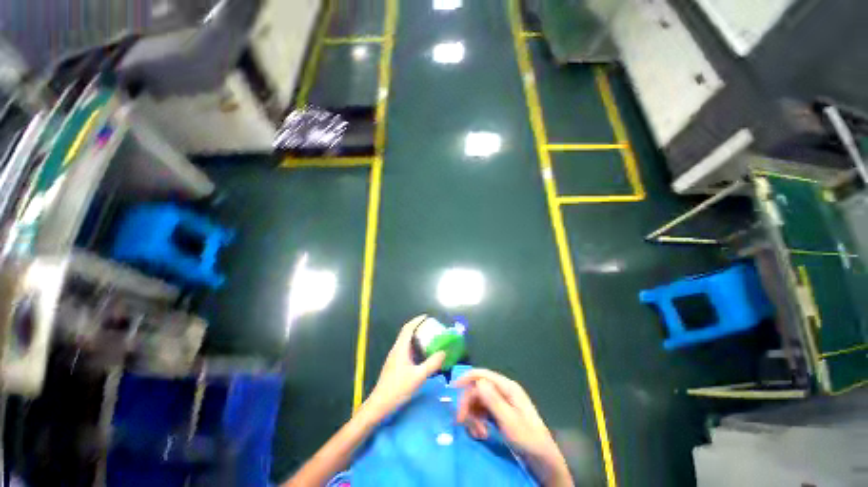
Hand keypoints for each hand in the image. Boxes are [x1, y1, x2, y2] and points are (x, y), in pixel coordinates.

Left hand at [364, 315, 445, 418]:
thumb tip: (444, 352)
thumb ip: (432, 363)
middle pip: (406, 333)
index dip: (417, 320)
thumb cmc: (398, 388)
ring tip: (428, 339)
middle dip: (418, 327)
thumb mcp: (418, 376)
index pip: (408, 328)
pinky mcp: (394, 365)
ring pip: (405, 342)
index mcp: (401, 348)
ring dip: (416, 337)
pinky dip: (414, 347)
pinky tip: (421, 355)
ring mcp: (394, 357)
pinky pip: (405, 350)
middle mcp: (396, 349)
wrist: (379, 404)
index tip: (427, 317)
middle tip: (431, 327)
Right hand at [454, 369, 572, 486]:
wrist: (542, 460)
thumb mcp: (509, 421)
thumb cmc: (527, 439)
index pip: (482, 374)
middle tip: (462, 422)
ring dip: (473, 415)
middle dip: (468, 404)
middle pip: (477, 389)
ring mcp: (501, 402)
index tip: (452, 388)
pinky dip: (477, 420)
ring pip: (478, 401)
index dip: (466, 378)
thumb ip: (493, 400)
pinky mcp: (499, 413)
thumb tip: (477, 381)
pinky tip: (480, 433)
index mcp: (507, 387)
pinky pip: (482, 411)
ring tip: (478, 434)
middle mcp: (503, 390)